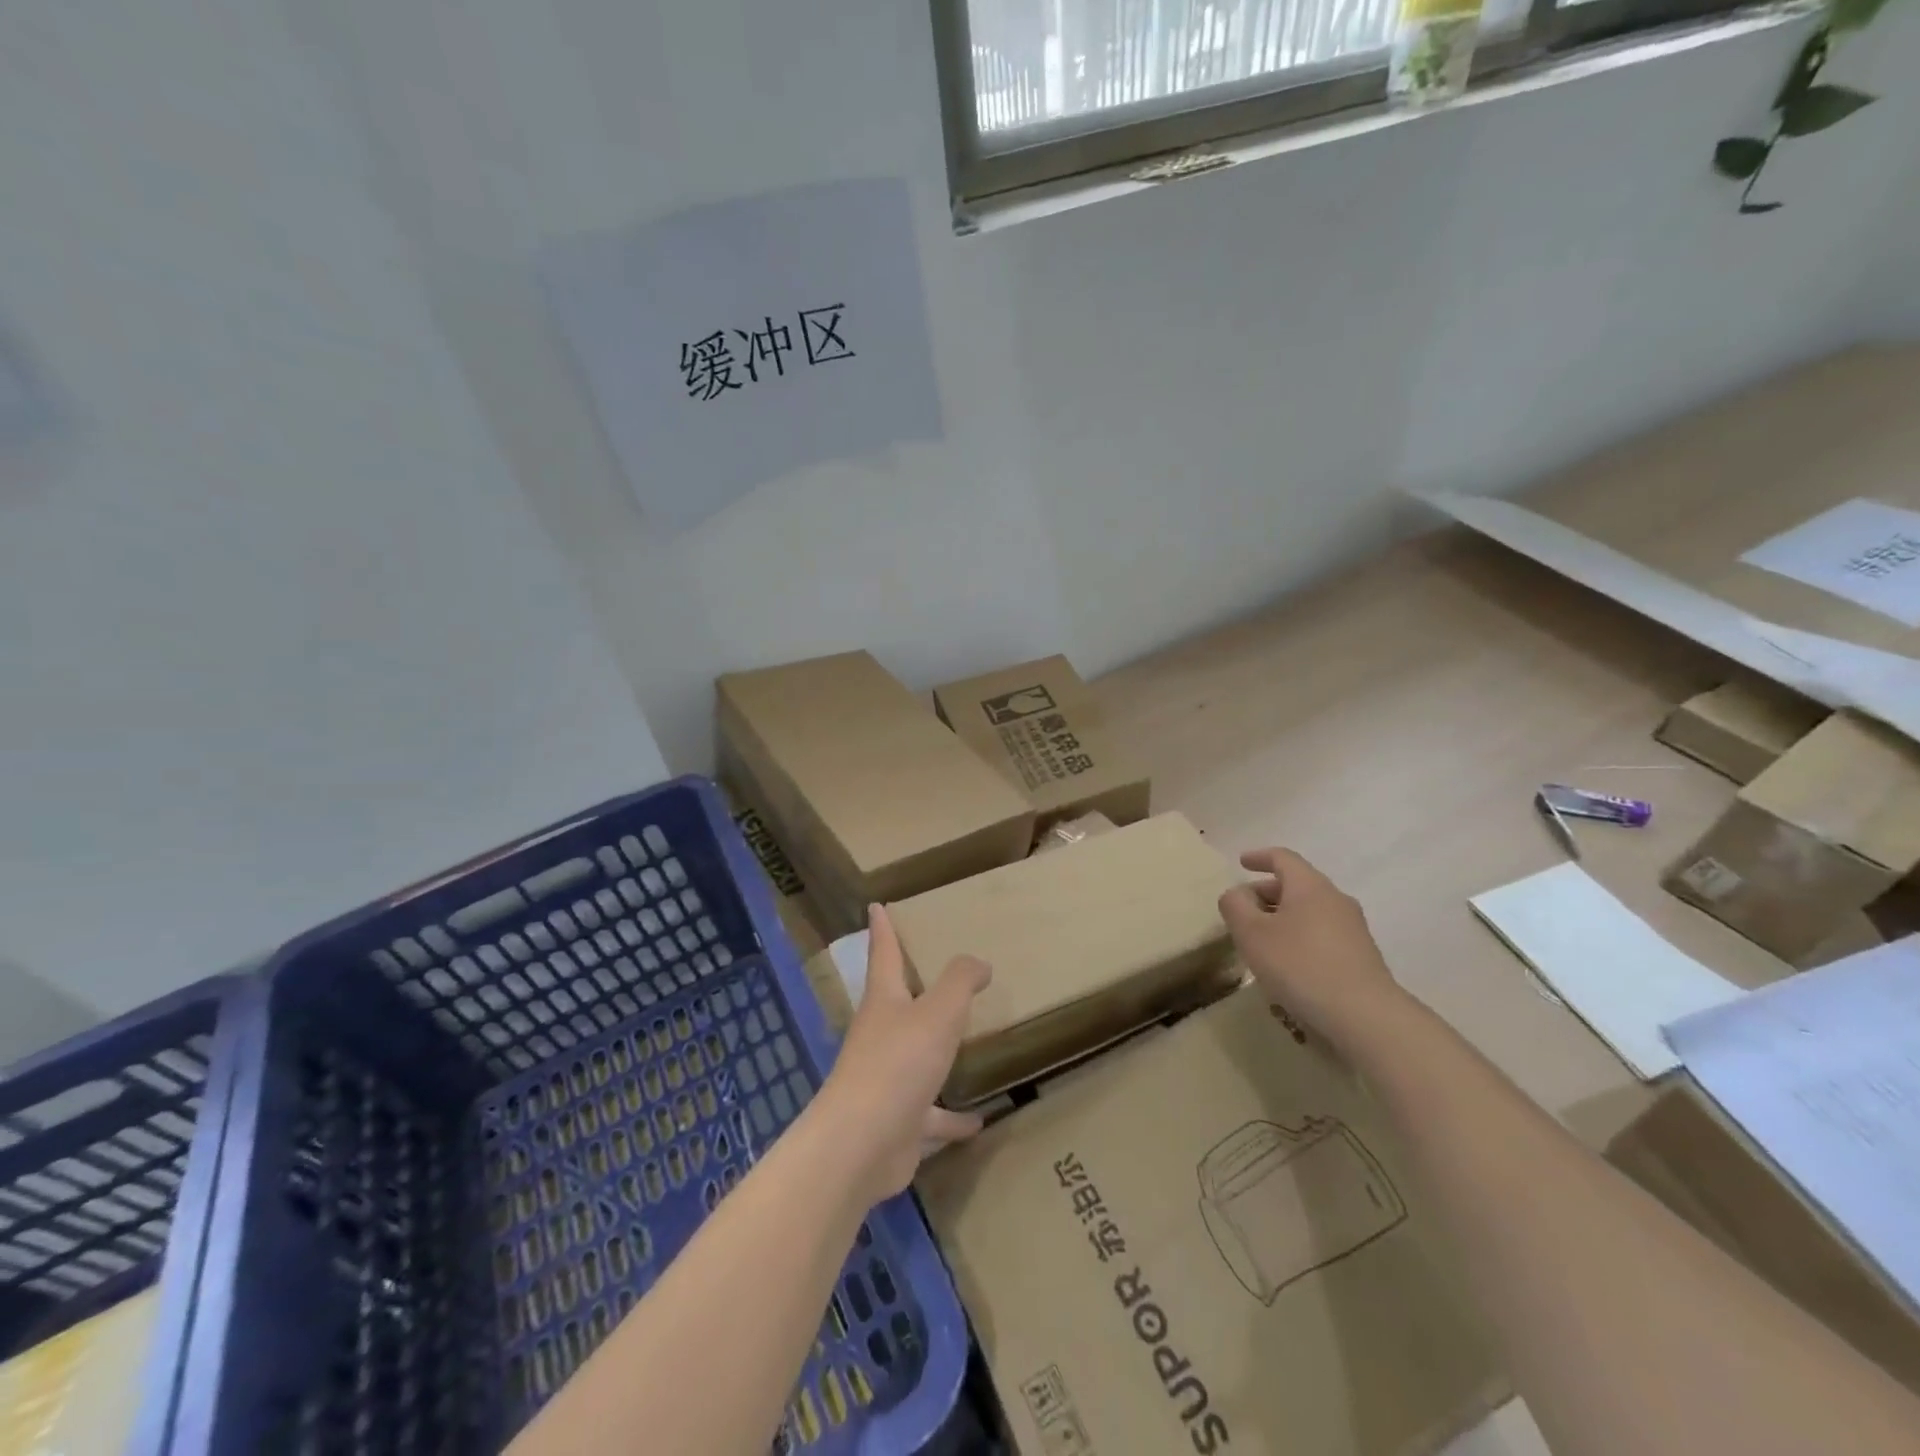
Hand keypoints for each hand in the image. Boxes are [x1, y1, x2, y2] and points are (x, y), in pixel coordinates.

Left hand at [815, 904, 990, 1204]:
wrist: (861, 1146)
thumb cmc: (898, 1063)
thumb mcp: (938, 1012)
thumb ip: (960, 982)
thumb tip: (979, 962)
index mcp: (884, 1002)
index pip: (883, 954)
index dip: (883, 928)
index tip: (876, 906)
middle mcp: (881, 1035)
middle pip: (896, 1004)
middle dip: (910, 987)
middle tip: (931, 971)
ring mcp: (886, 1080)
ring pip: (916, 1058)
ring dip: (937, 1054)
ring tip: (966, 1046)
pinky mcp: (897, 1122)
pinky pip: (931, 1115)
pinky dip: (952, 1118)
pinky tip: (980, 1120)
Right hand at [1217, 848, 1403, 1044]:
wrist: (1365, 1016)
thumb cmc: (1300, 965)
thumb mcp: (1251, 933)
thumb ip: (1235, 906)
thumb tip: (1237, 894)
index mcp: (1309, 886)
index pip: (1283, 858)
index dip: (1259, 857)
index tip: (1241, 862)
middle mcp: (1335, 899)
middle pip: (1297, 884)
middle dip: (1267, 892)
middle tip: (1244, 909)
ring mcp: (1353, 928)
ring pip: (1310, 910)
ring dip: (1283, 917)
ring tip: (1262, 939)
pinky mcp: (1361, 956)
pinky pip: (1323, 933)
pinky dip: (1300, 936)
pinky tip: (1288, 963)